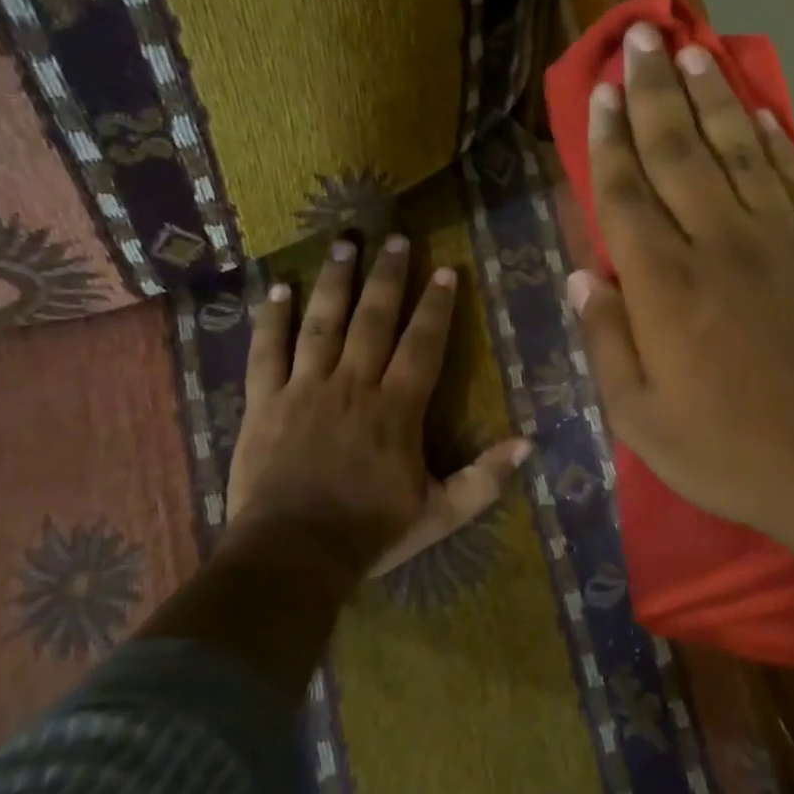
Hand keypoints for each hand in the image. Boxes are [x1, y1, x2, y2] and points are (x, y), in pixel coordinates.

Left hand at [222, 234, 529, 589]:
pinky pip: (267, 351)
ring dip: (335, 281)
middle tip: (396, 239)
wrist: (293, 555)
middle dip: (388, 276)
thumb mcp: (440, 514)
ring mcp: (305, 389)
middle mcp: (353, 385)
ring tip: (344, 243)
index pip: (422, 344)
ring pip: (322, 323)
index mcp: (396, 409)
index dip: (436, 306)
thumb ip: (485, 478)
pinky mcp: (264, 402)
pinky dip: (272, 319)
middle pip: (373, 319)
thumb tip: (528, 444)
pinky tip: (277, 288)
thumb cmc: (371, 532)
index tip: (445, 271)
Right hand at [569, 22, 793, 577]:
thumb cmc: (734, 452)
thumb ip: (607, 344)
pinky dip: (775, 140)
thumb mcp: (643, 420)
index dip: (609, 140)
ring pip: (736, 150)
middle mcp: (717, 244)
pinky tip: (761, 111)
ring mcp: (779, 241)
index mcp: (665, 287)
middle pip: (678, 153)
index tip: (601, 93)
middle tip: (640, 38)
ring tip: (692, 52)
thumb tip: (582, 277)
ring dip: (712, 97)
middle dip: (654, 93)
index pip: (625, 195)